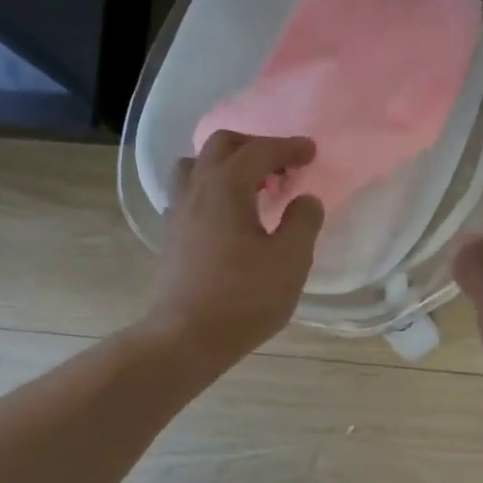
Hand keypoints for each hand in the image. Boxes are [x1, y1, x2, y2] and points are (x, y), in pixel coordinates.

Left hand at [144, 131, 324, 366]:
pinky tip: (225, 215)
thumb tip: (305, 200)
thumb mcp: (290, 259)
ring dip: (225, 165)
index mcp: (226, 186)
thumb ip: (303, 221)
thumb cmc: (244, 297)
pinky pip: (187, 194)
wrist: (188, 336)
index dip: (288, 147)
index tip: (311, 152)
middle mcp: (196, 189)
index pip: (259, 151)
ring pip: (195, 166)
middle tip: (282, 165)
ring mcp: (178, 212)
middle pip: (221, 146)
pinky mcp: (171, 236)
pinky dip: (209, 190)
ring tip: (250, 186)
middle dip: (255, 146)